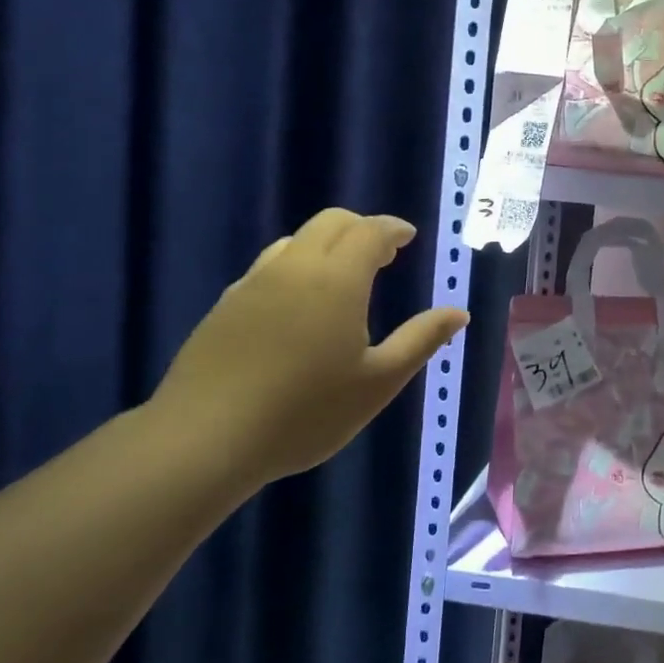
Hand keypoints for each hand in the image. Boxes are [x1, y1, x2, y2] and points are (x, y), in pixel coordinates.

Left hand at [150, 209, 468, 486]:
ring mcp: (253, 284)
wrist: (204, 440)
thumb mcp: (378, 382)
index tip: (408, 237)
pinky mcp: (225, 306)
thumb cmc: (305, 412)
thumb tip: (459, 312)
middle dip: (361, 228)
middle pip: (331, 222)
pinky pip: (269, 267)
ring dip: (326, 244)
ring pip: (295, 241)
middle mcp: (293, 267)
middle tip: (383, 255)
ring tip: (343, 276)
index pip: (370, 231)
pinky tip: (299, 306)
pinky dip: (296, 266)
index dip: (393, 229)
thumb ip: (421, 340)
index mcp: (337, 279)